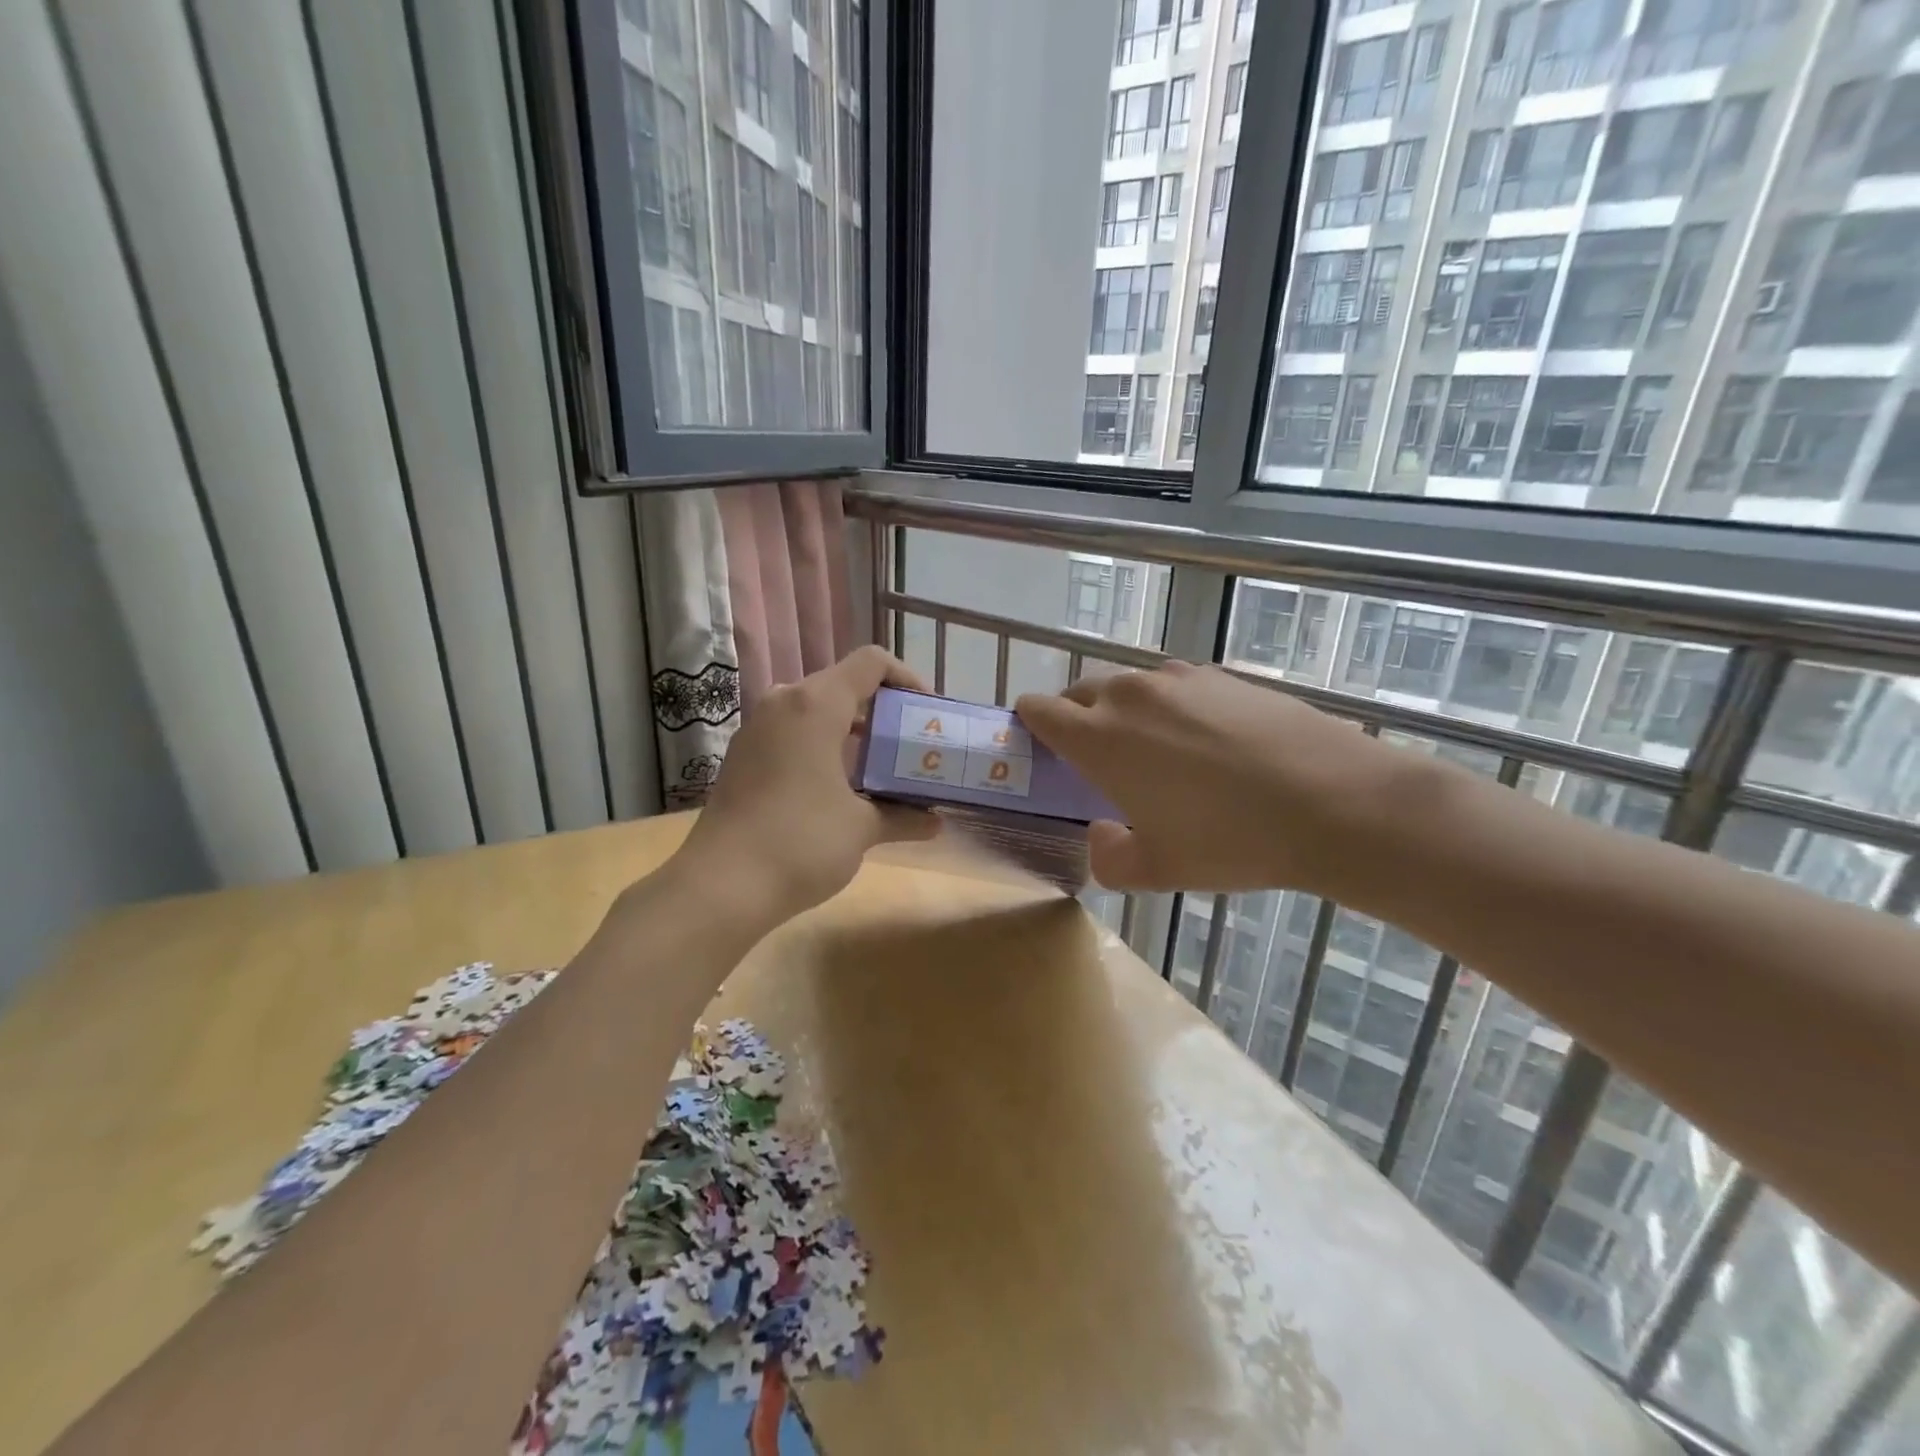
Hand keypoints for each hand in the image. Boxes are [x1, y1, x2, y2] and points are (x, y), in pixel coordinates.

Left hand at [674, 647, 938, 925]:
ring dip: (851, 729)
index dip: (906, 678)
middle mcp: (783, 703)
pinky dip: (822, 744)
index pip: (871, 663)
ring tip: (880, 765)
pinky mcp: (743, 756)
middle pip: (842, 684)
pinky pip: (792, 732)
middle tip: (908, 742)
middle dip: (881, 709)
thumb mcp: (862, 828)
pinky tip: (839, 785)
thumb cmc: (800, 843)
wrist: (720, 886)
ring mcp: (757, 729)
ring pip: (815, 710)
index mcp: (816, 705)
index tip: (925, 712)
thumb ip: (902, 816)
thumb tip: (935, 823)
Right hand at [1016, 661, 1423, 896]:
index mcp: (1100, 738)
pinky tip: (1208, 744)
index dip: (1031, 725)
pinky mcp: (1223, 675)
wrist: (1334, 802)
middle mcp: (1131, 695)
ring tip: (1158, 753)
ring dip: (1127, 712)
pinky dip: (1173, 707)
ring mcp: (1180, 679)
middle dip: (1077, 718)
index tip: (1044, 750)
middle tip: (1099, 761)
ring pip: (1131, 686)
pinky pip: (1177, 686)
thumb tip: (1102, 834)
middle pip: (1081, 691)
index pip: (1039, 709)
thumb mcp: (1158, 871)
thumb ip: (1109, 858)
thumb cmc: (1230, 840)